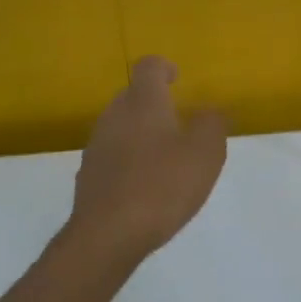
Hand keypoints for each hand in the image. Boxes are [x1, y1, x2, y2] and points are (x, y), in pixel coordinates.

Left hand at [69, 56, 227, 261]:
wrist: (108, 234)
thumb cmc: (162, 186)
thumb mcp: (205, 153)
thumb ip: (212, 124)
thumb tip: (209, 111)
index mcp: (142, 102)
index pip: (148, 67)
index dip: (164, 68)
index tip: (177, 78)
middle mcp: (113, 116)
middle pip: (133, 97)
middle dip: (155, 105)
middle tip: (179, 125)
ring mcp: (96, 146)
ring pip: (121, 127)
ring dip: (141, 135)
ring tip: (165, 160)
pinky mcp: (88, 175)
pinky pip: (112, 157)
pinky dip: (129, 161)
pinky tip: (144, 187)